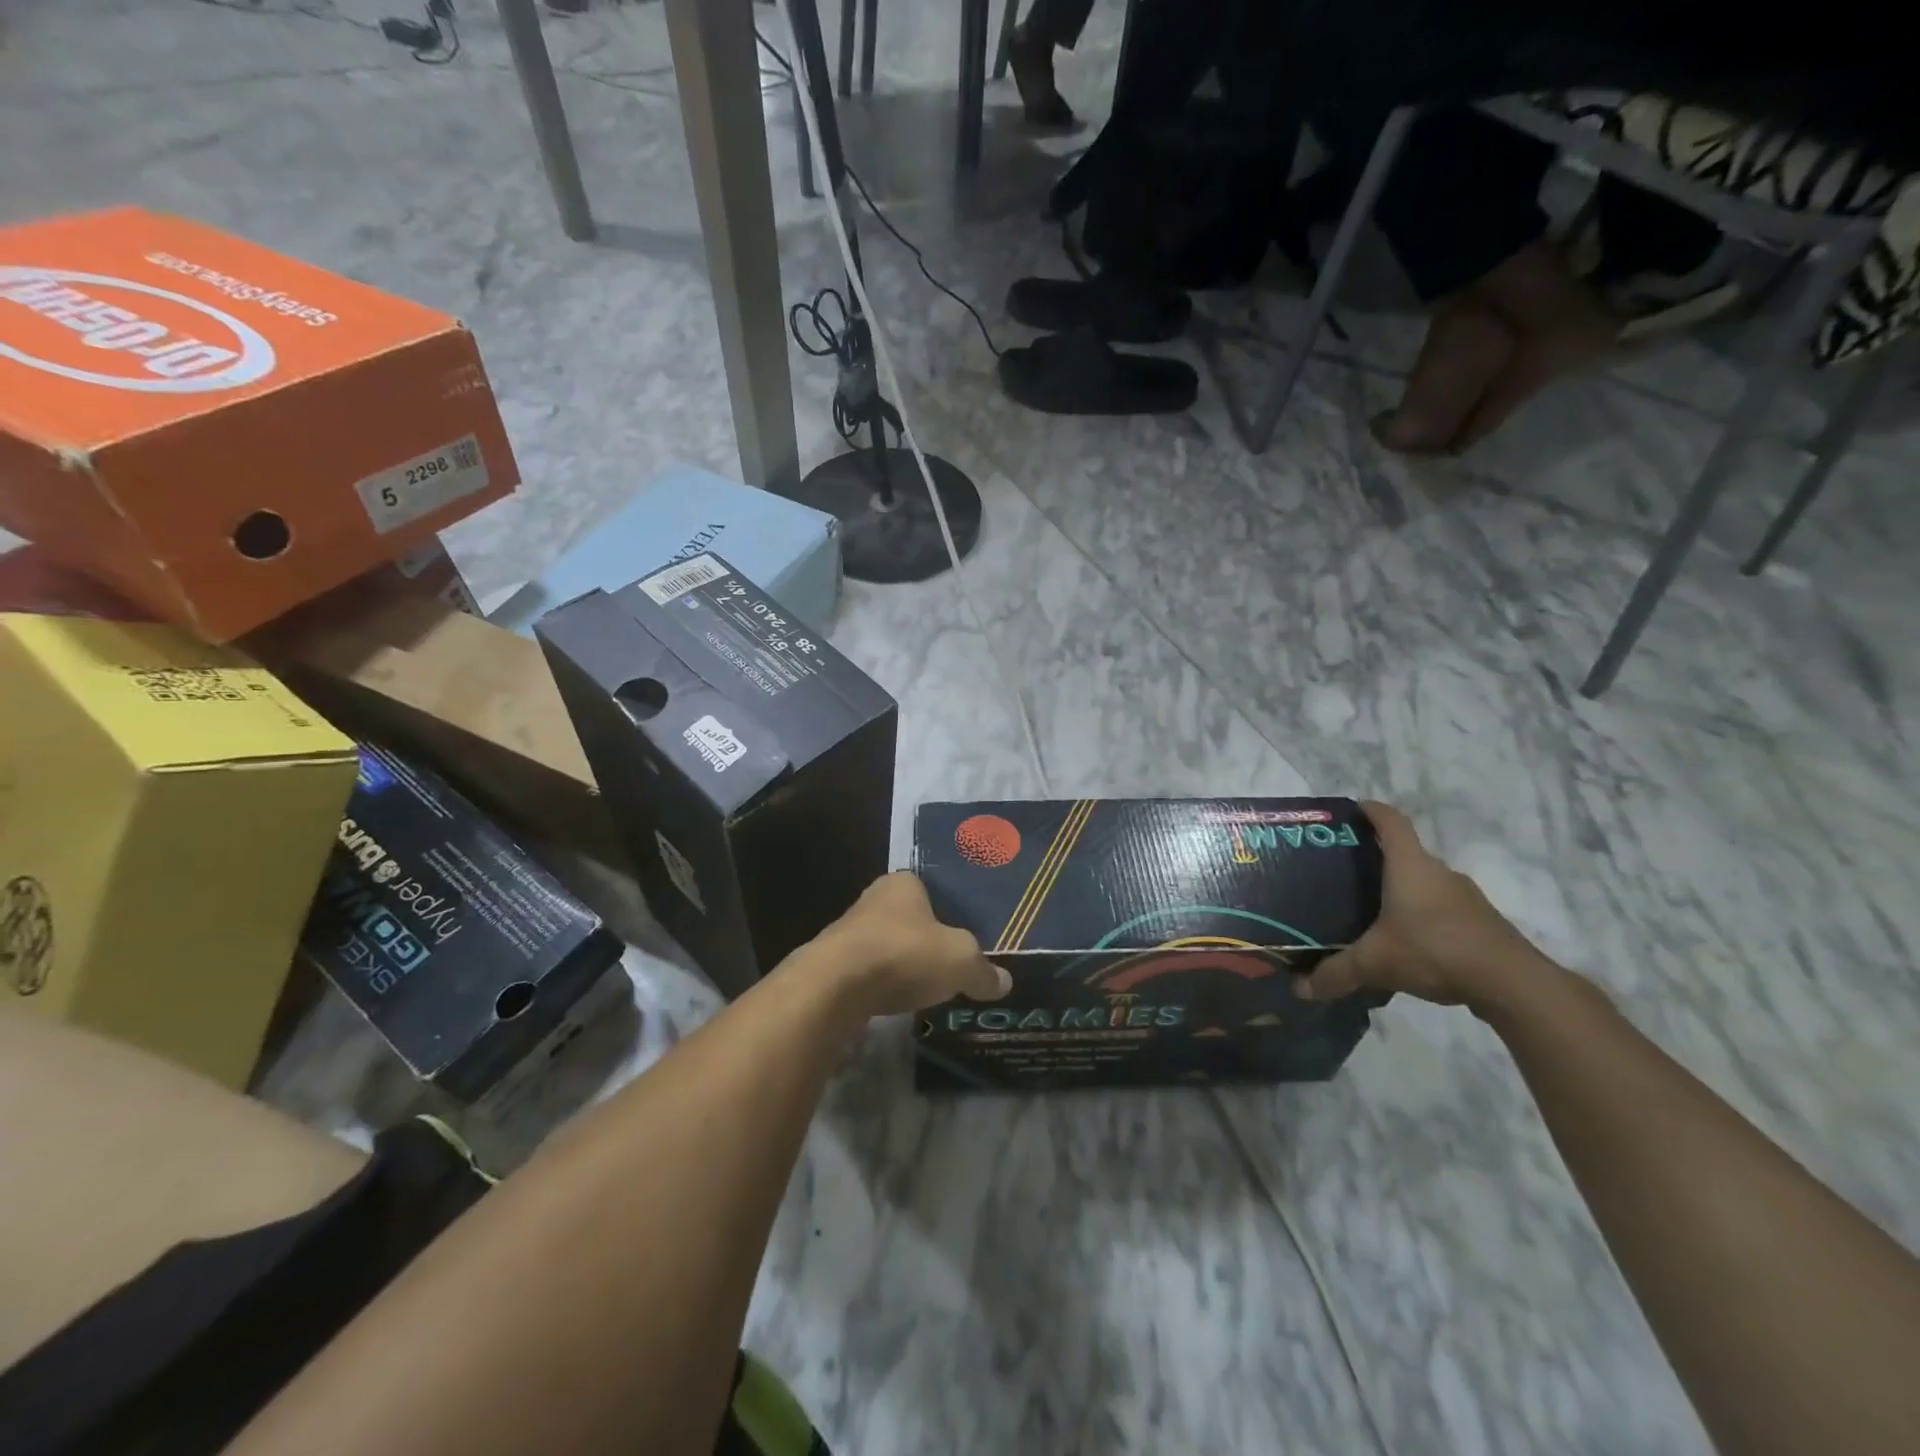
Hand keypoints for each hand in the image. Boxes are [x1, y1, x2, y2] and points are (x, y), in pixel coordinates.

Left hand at [810, 872, 1011, 1018]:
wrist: (834, 986)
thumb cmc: (904, 955)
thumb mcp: (961, 962)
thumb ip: (983, 971)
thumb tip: (1004, 982)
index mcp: (903, 883)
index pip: (930, 888)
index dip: (948, 910)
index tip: (963, 934)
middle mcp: (873, 899)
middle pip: (909, 918)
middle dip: (925, 939)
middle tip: (950, 963)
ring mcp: (848, 931)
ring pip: (886, 945)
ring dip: (901, 964)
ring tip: (926, 988)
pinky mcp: (832, 964)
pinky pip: (868, 972)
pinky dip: (882, 985)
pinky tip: (895, 1002)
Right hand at [1298, 802, 1554, 1010]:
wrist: (1513, 983)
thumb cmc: (1435, 950)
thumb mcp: (1375, 963)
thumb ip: (1336, 973)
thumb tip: (1299, 989)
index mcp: (1410, 866)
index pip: (1391, 821)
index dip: (1371, 810)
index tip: (1353, 810)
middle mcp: (1439, 873)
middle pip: (1406, 853)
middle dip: (1377, 858)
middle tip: (1346, 873)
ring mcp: (1465, 897)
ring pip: (1425, 883)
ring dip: (1402, 890)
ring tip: (1373, 911)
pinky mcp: (1481, 922)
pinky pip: (1443, 908)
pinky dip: (1423, 916)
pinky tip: (1408, 942)